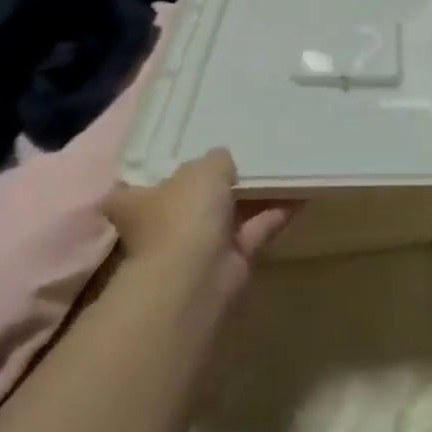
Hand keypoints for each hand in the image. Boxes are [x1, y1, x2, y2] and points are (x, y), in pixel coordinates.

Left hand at [101, 149, 293, 298]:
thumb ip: (216, 159)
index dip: (152, 174)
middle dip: (213, 183)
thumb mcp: (204, 169)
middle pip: (188, 200)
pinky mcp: (229, 260)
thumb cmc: (184, 214)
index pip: (131, 189)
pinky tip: (300, 192)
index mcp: (137, 203)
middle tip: (241, 155)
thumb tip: (223, 160)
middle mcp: (163, 225)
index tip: (176, 159)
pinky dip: (275, 213)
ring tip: (279, 167)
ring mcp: (196, 245)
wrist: (198, 275)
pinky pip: (255, 229)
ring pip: (226, 214)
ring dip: (251, 196)